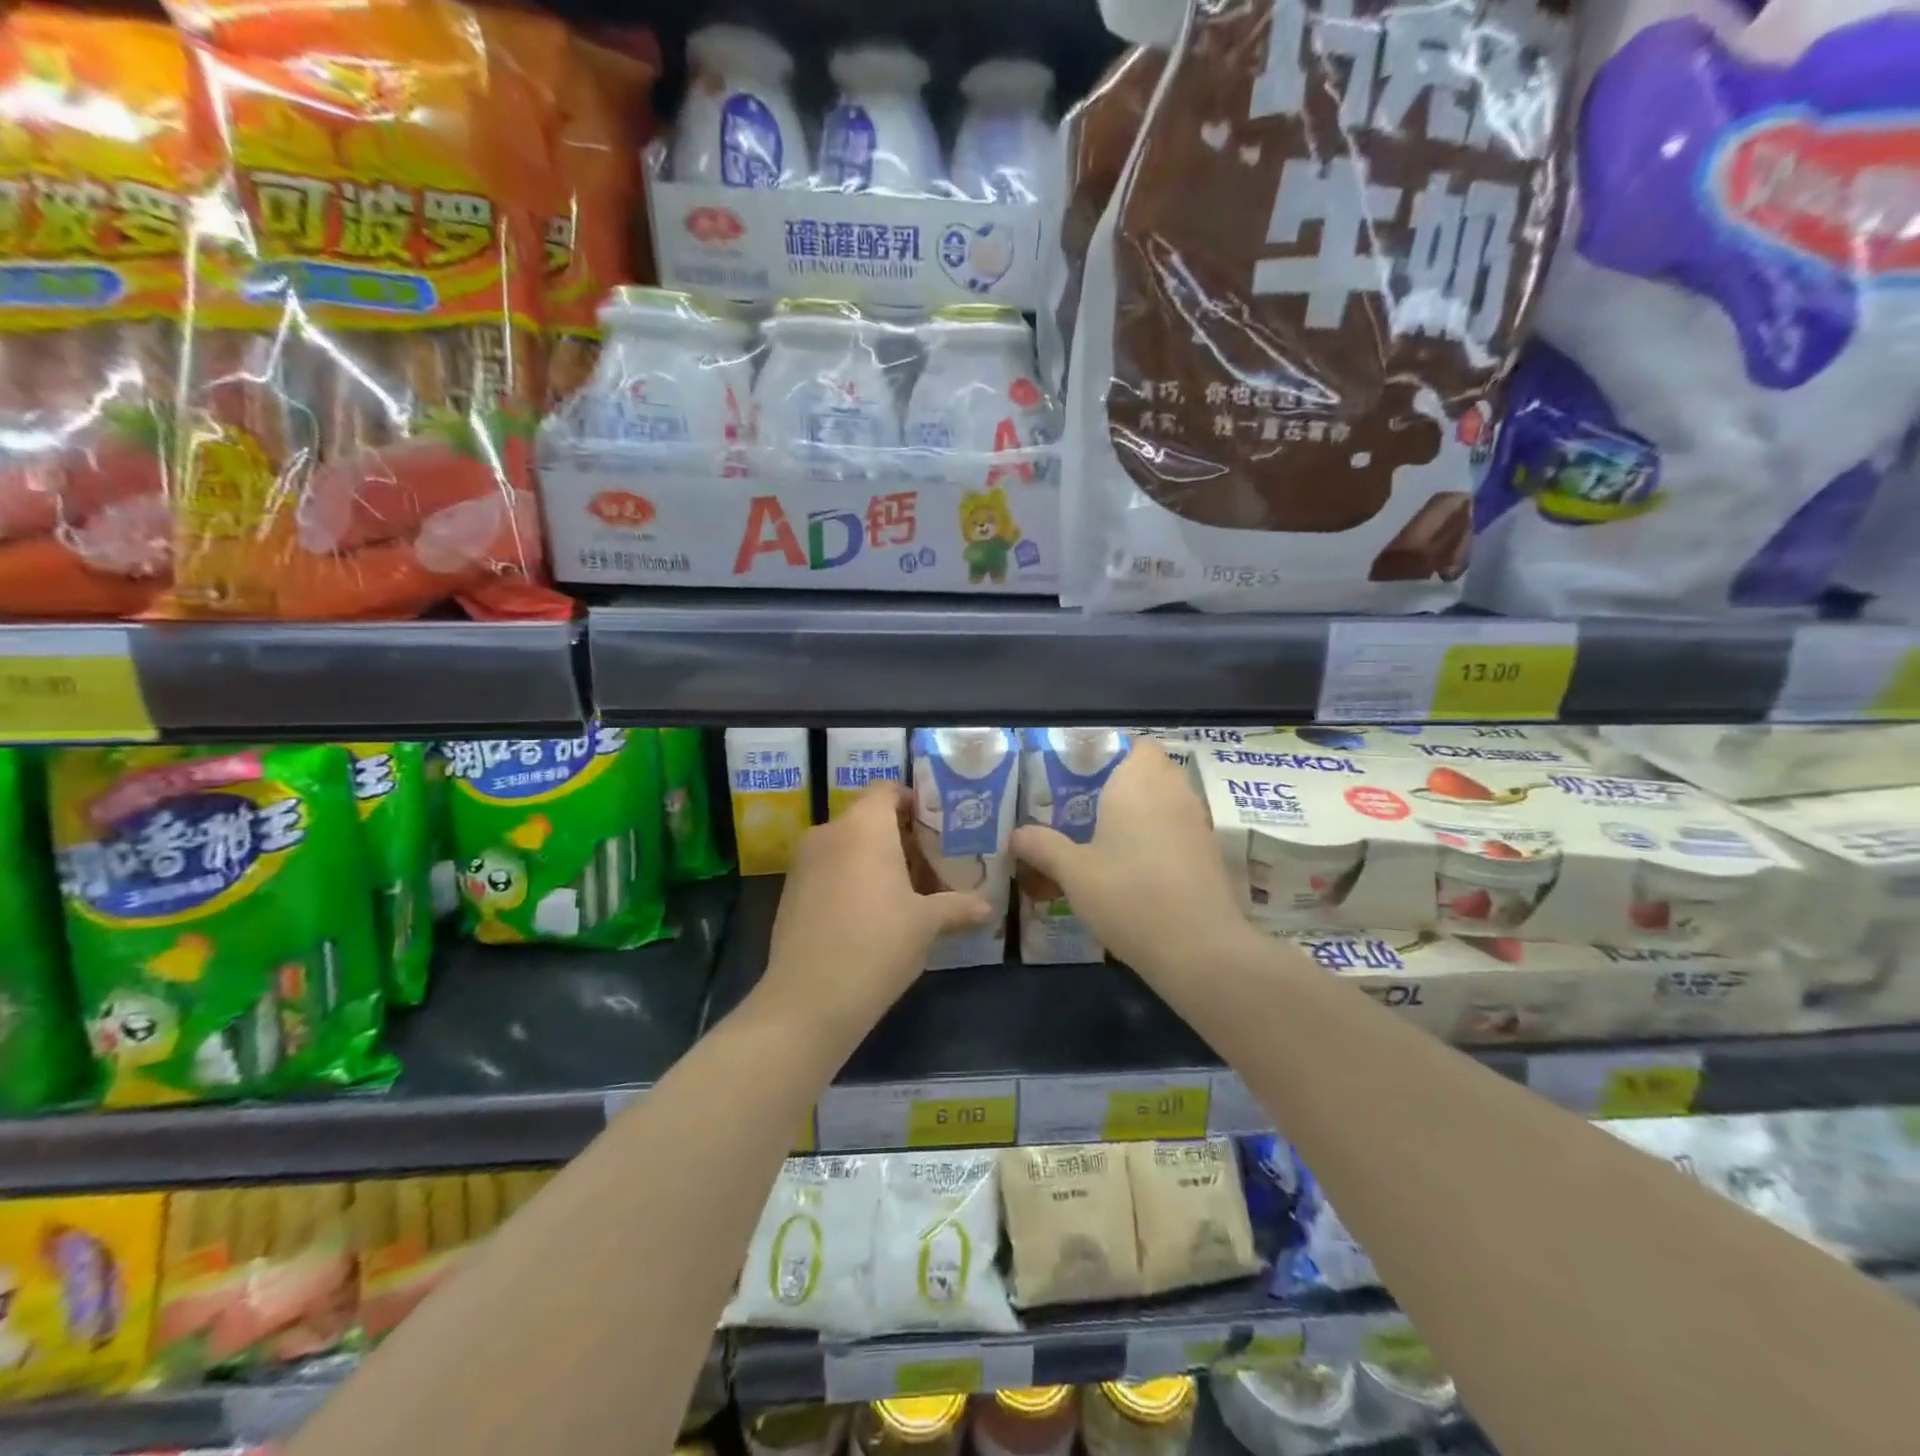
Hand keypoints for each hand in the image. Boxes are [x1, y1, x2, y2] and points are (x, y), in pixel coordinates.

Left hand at [759, 784, 992, 1045]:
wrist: (807, 1001)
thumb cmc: (876, 946)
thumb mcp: (926, 924)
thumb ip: (958, 906)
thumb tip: (988, 907)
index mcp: (863, 827)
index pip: (888, 790)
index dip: (915, 802)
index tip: (940, 827)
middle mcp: (829, 833)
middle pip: (869, 818)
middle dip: (901, 836)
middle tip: (934, 862)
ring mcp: (804, 862)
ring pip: (848, 844)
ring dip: (876, 859)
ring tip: (908, 890)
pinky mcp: (791, 891)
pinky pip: (829, 868)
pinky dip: (852, 877)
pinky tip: (873, 913)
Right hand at [1011, 740, 1252, 981]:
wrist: (1199, 949)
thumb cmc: (1129, 896)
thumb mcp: (1074, 873)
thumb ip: (1043, 847)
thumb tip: (1015, 834)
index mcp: (1138, 783)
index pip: (1138, 744)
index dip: (1114, 753)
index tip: (1085, 773)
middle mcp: (1173, 793)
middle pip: (1153, 770)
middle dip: (1124, 782)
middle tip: (1087, 805)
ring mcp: (1197, 823)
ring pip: (1168, 800)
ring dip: (1143, 811)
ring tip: (1106, 836)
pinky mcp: (1210, 853)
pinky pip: (1179, 829)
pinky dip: (1160, 837)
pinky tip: (1135, 867)